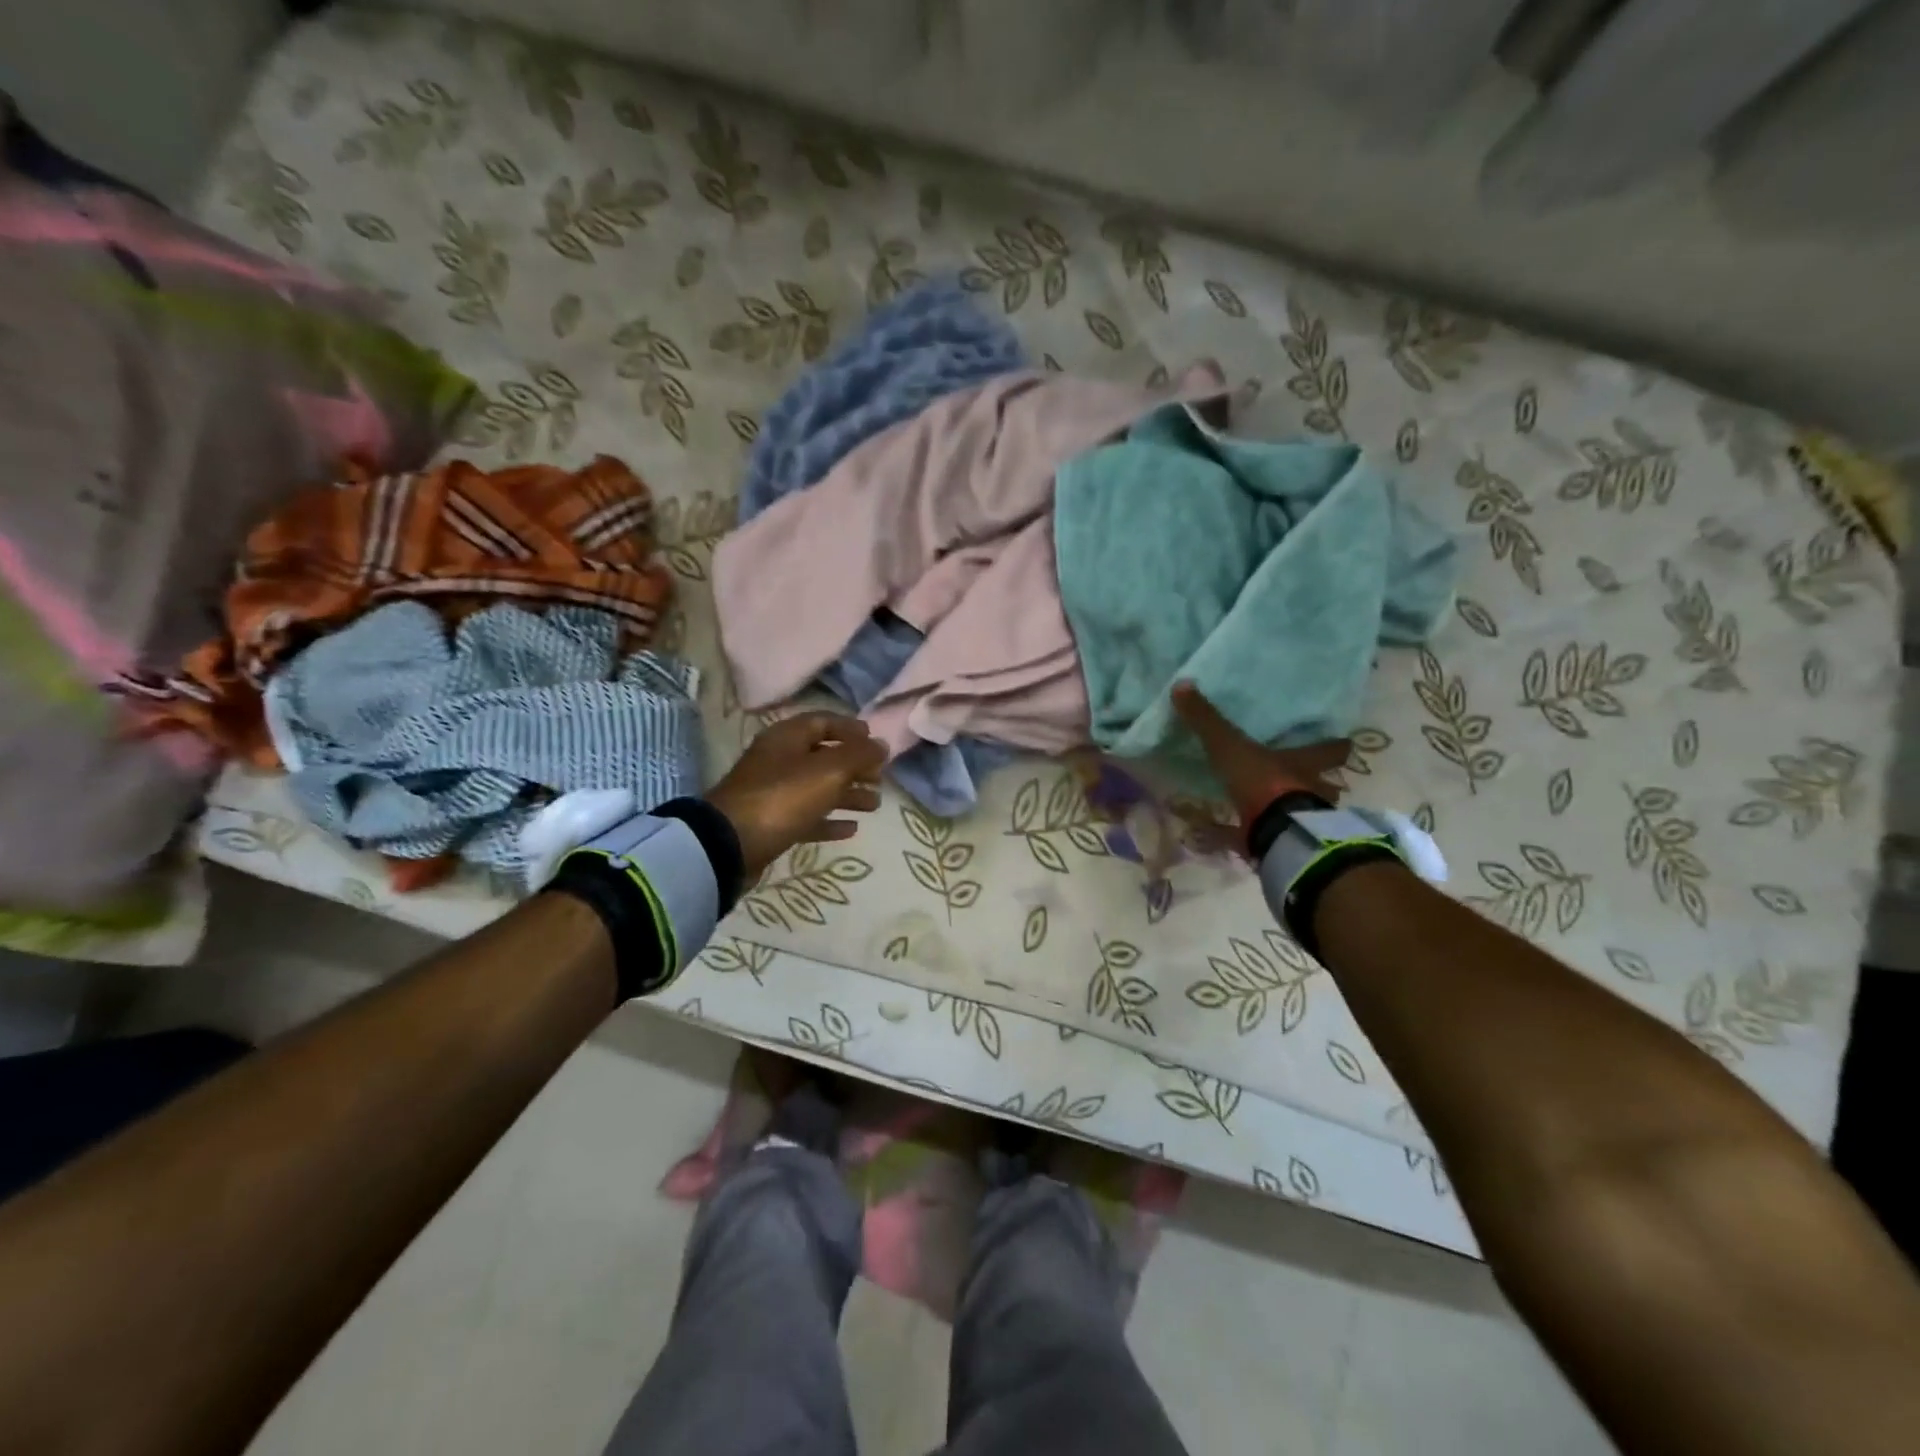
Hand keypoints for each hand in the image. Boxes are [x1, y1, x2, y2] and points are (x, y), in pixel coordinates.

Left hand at [707, 713, 885, 880]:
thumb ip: (859, 755)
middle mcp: (779, 760)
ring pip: (818, 788)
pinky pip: (806, 817)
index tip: (876, 742)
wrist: (730, 845)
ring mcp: (773, 793)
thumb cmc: (783, 797)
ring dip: (847, 794)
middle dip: (854, 766)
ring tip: (875, 806)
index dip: (851, 729)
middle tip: (880, 778)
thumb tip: (882, 745)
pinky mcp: (771, 824)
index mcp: (787, 737)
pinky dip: (829, 820)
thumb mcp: (829, 770)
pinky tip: (851, 829)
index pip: (823, 721)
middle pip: (823, 756)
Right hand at [1171, 682, 1351, 839]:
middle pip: (1323, 784)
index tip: (1345, 743)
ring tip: (1271, 808)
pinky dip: (1246, 837)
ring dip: (1290, 810)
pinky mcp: (1279, 844)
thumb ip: (1207, 720)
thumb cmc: (1263, 781)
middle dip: (1318, 782)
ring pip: (1302, 813)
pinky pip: (1263, 838)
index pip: (1329, 750)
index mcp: (1302, 763)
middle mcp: (1308, 790)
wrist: (1276, 833)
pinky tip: (1230, 837)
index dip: (1336, 746)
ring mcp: (1298, 821)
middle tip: (1306, 778)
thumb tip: (1182, 683)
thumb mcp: (1230, 746)